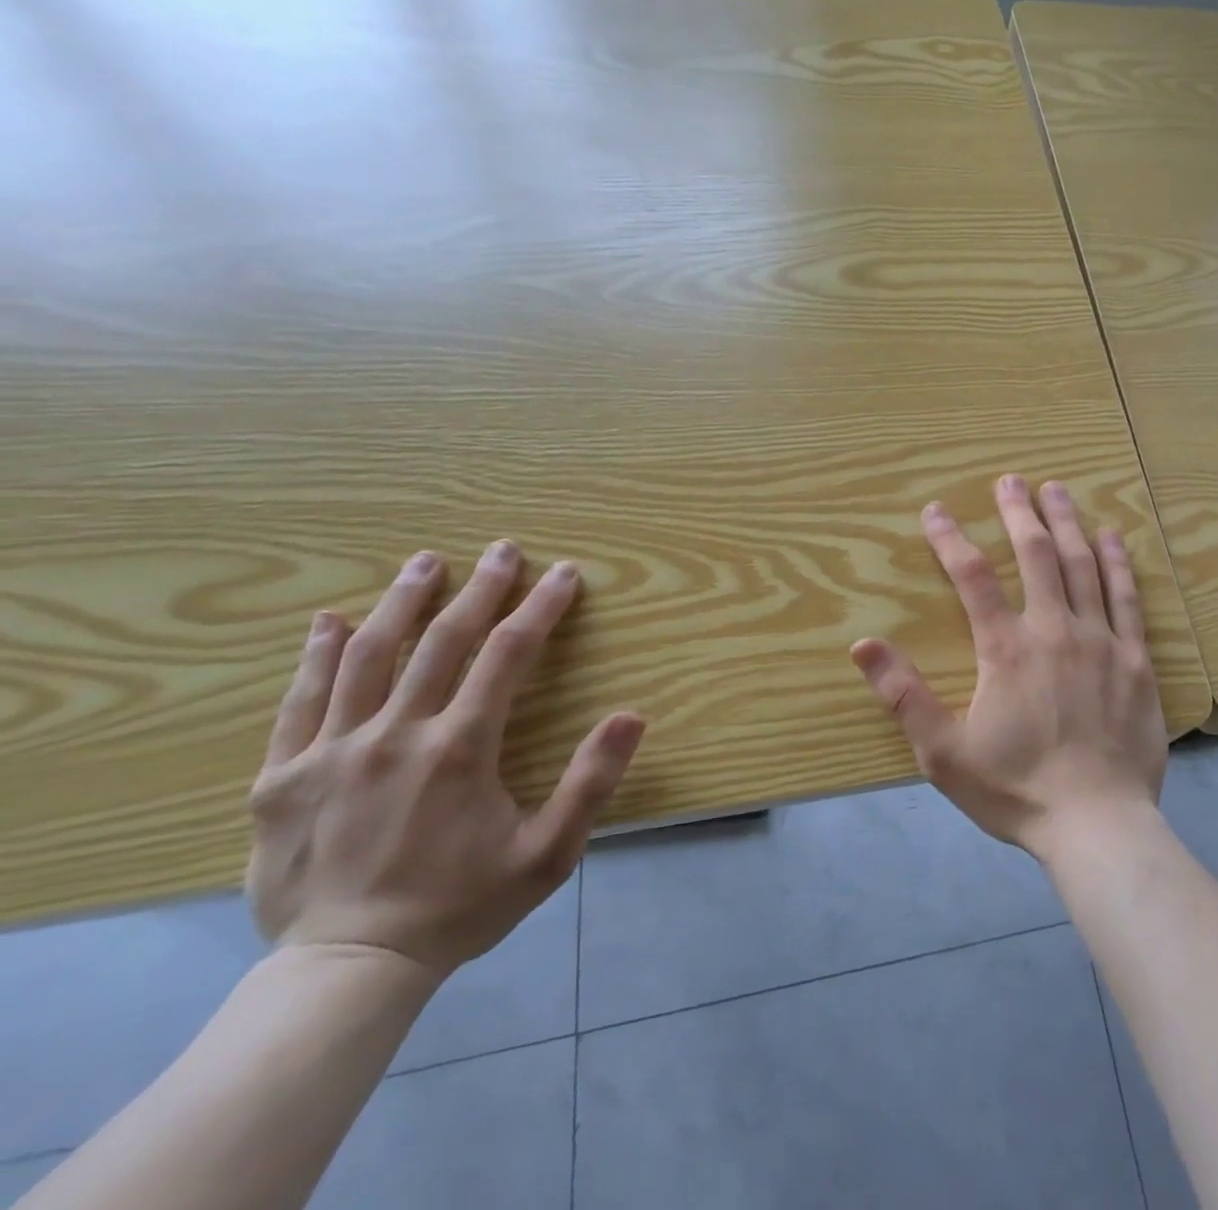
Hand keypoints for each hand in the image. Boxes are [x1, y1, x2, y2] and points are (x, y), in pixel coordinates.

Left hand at [246, 542, 644, 976]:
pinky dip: (316, 656)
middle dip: (480, 588)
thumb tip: (631, 715)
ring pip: (367, 656)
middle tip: (502, 549)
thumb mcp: (548, 854)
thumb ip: (591, 781)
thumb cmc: (460, 906)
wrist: (347, 972)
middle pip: (442, 640)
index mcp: (459, 749)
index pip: (508, 654)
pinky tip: (328, 622)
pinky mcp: (281, 778)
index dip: (540, 607)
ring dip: (401, 602)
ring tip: (424, 563)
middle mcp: (394, 735)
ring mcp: (330, 752)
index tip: (564, 574)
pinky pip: (299, 702)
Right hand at [850, 475, 1167, 856]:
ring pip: (1082, 565)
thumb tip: (862, 644)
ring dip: (1066, 523)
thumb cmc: (1016, 789)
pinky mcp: (1136, 659)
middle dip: (1019, 512)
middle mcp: (1054, 630)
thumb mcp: (943, 752)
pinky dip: (1118, 562)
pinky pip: (1127, 598)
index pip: (973, 576)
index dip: (951, 538)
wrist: (1097, 824)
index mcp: (1006, 648)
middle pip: (1036, 554)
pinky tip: (1111, 536)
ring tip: (1056, 489)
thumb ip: (903, 694)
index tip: (935, 510)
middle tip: (1010, 480)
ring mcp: (1101, 640)